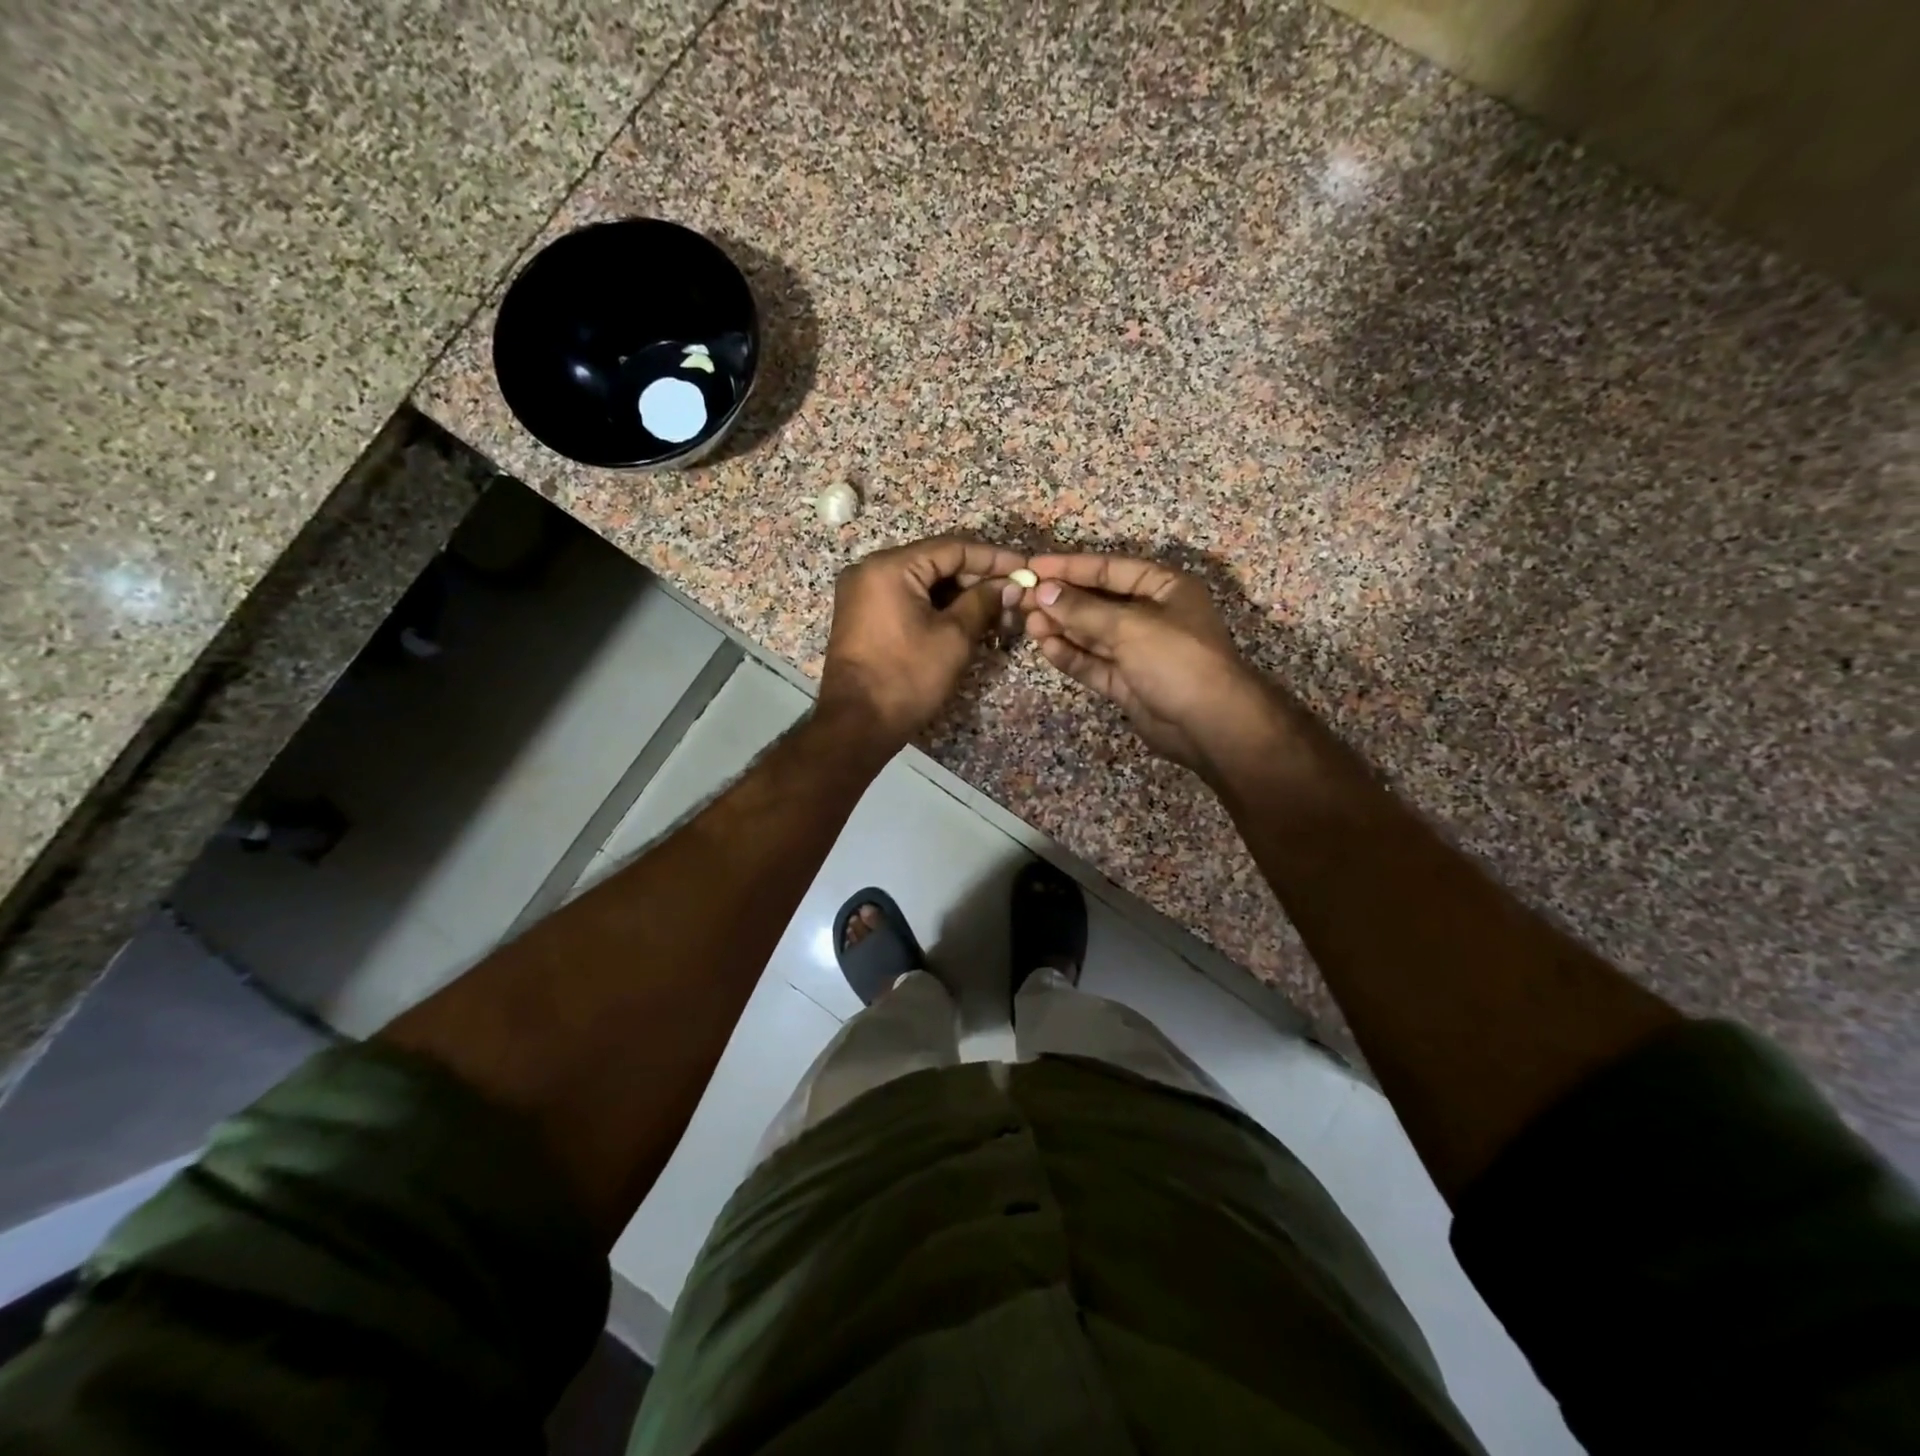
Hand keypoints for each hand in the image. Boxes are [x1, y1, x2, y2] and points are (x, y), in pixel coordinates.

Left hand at [818, 535, 1025, 749]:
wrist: (856, 723)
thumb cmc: (907, 677)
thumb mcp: (954, 638)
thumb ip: (983, 602)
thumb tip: (1009, 585)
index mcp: (890, 567)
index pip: (952, 548)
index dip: (993, 558)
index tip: (1024, 568)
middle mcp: (870, 570)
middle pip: (935, 561)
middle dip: (976, 577)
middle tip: (1012, 592)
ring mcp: (862, 593)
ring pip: (922, 581)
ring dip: (958, 593)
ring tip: (996, 607)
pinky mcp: (862, 616)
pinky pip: (906, 598)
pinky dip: (936, 605)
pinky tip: (966, 617)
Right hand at [1020, 553, 1271, 773]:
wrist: (1210, 724)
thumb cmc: (1176, 659)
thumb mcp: (1129, 626)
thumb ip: (1083, 609)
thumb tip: (1044, 592)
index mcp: (1164, 588)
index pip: (1110, 569)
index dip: (1071, 567)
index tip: (1033, 568)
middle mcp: (1151, 615)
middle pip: (1098, 602)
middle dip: (1061, 601)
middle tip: (1022, 600)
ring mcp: (1138, 651)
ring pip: (1092, 634)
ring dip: (1062, 628)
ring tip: (1028, 624)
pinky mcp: (1127, 682)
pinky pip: (1094, 663)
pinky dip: (1072, 655)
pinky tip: (1047, 647)